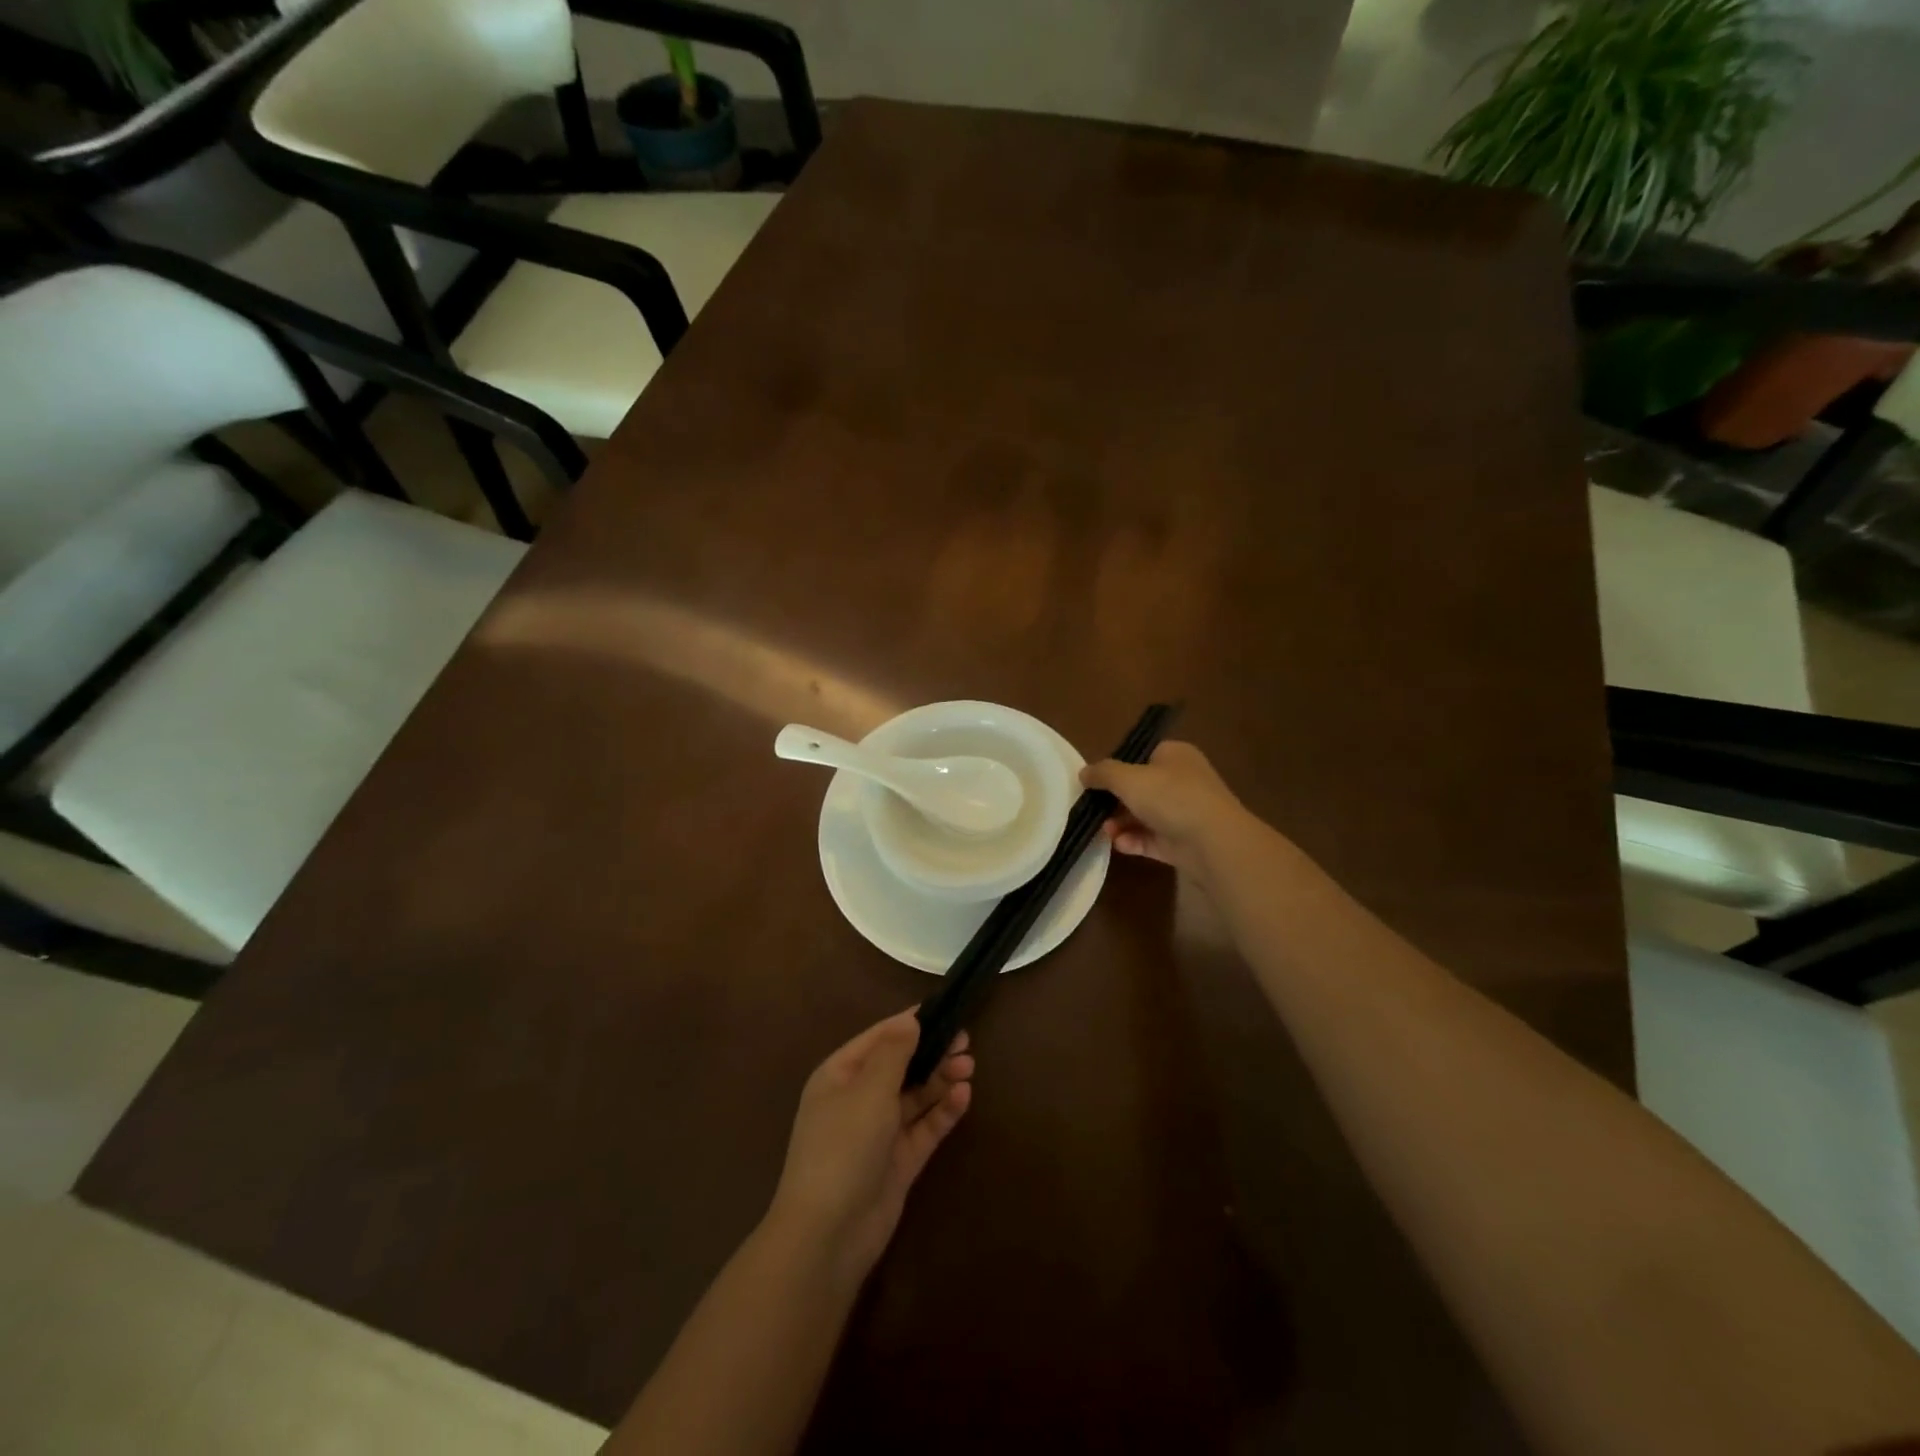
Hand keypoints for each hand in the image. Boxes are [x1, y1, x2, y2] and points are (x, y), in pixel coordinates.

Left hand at [767, 1010, 973, 1283]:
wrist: (828, 1235)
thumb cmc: (843, 1146)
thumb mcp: (868, 1090)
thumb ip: (894, 1052)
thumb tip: (910, 1020)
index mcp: (840, 1075)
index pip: (879, 1038)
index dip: (909, 1024)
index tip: (943, 1010)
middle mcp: (858, 1099)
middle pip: (900, 1066)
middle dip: (930, 1052)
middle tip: (965, 1040)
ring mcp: (879, 1132)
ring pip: (915, 1096)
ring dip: (940, 1079)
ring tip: (970, 1065)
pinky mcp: (899, 1161)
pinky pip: (924, 1127)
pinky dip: (943, 1110)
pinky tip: (964, 1094)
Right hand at [1081, 740, 1249, 883]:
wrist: (1213, 842)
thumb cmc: (1170, 797)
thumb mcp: (1128, 778)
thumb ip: (1103, 773)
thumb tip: (1084, 773)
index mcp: (1174, 755)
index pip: (1142, 755)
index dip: (1118, 768)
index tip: (1096, 782)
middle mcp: (1182, 780)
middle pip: (1141, 788)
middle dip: (1115, 801)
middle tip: (1094, 810)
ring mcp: (1184, 813)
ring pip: (1144, 815)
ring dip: (1121, 823)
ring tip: (1105, 831)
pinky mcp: (1183, 841)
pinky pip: (1152, 839)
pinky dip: (1134, 841)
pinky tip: (1120, 845)